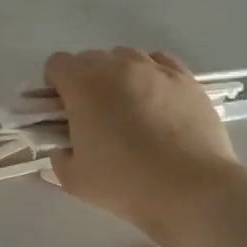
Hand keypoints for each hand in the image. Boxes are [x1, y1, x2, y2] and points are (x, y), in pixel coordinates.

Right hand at [45, 48, 241, 236]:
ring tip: (131, 109)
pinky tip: (158, 102)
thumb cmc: (125, 182)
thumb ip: (59, 158)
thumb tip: (64, 148)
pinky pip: (160, 63)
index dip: (55, 85)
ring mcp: (155, 69)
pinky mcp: (186, 78)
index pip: (57, 64)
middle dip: (86, 81)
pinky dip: (152, 75)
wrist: (191, 188)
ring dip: (119, 76)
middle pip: (91, 59)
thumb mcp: (75, 180)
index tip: (64, 111)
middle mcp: (117, 66)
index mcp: (83, 86)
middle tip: (95, 116)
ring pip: (126, 58)